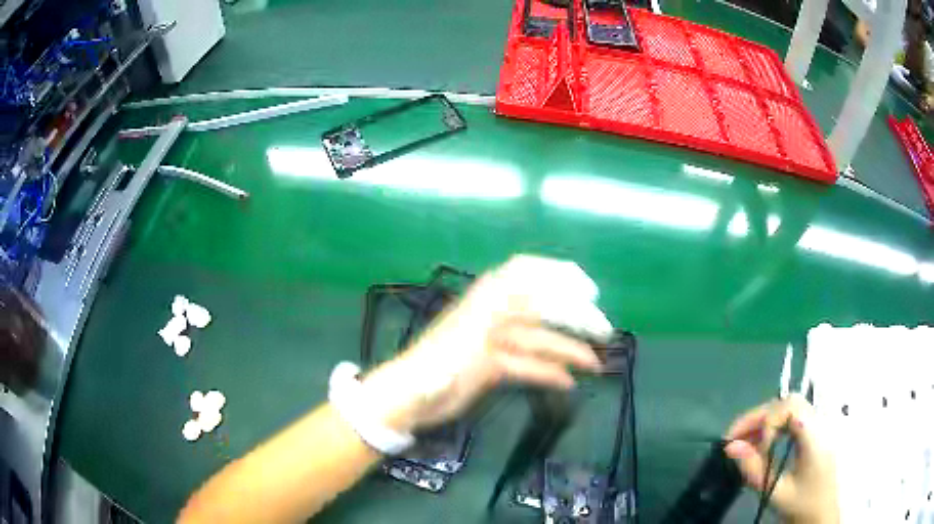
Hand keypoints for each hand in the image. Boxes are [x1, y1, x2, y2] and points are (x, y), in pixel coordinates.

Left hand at [358, 255, 612, 433]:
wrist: (404, 401)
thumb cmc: (423, 376)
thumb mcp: (450, 352)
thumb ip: (476, 335)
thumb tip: (514, 316)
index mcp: (482, 305)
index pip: (524, 276)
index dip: (556, 275)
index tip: (588, 289)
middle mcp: (491, 317)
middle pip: (540, 309)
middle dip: (573, 316)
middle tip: (604, 330)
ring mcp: (493, 342)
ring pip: (538, 339)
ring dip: (567, 349)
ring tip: (595, 364)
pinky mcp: (493, 366)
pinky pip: (528, 364)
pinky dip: (548, 370)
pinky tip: (568, 381)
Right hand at [724, 395, 838, 523]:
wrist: (821, 514)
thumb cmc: (801, 505)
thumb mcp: (776, 492)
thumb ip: (755, 469)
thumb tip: (730, 447)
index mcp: (815, 437)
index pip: (791, 407)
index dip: (767, 422)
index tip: (752, 448)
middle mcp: (819, 424)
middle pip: (788, 403)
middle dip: (759, 416)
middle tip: (735, 437)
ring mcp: (818, 427)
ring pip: (789, 408)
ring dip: (765, 421)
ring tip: (744, 442)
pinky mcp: (814, 434)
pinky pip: (792, 419)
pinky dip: (774, 427)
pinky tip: (761, 445)